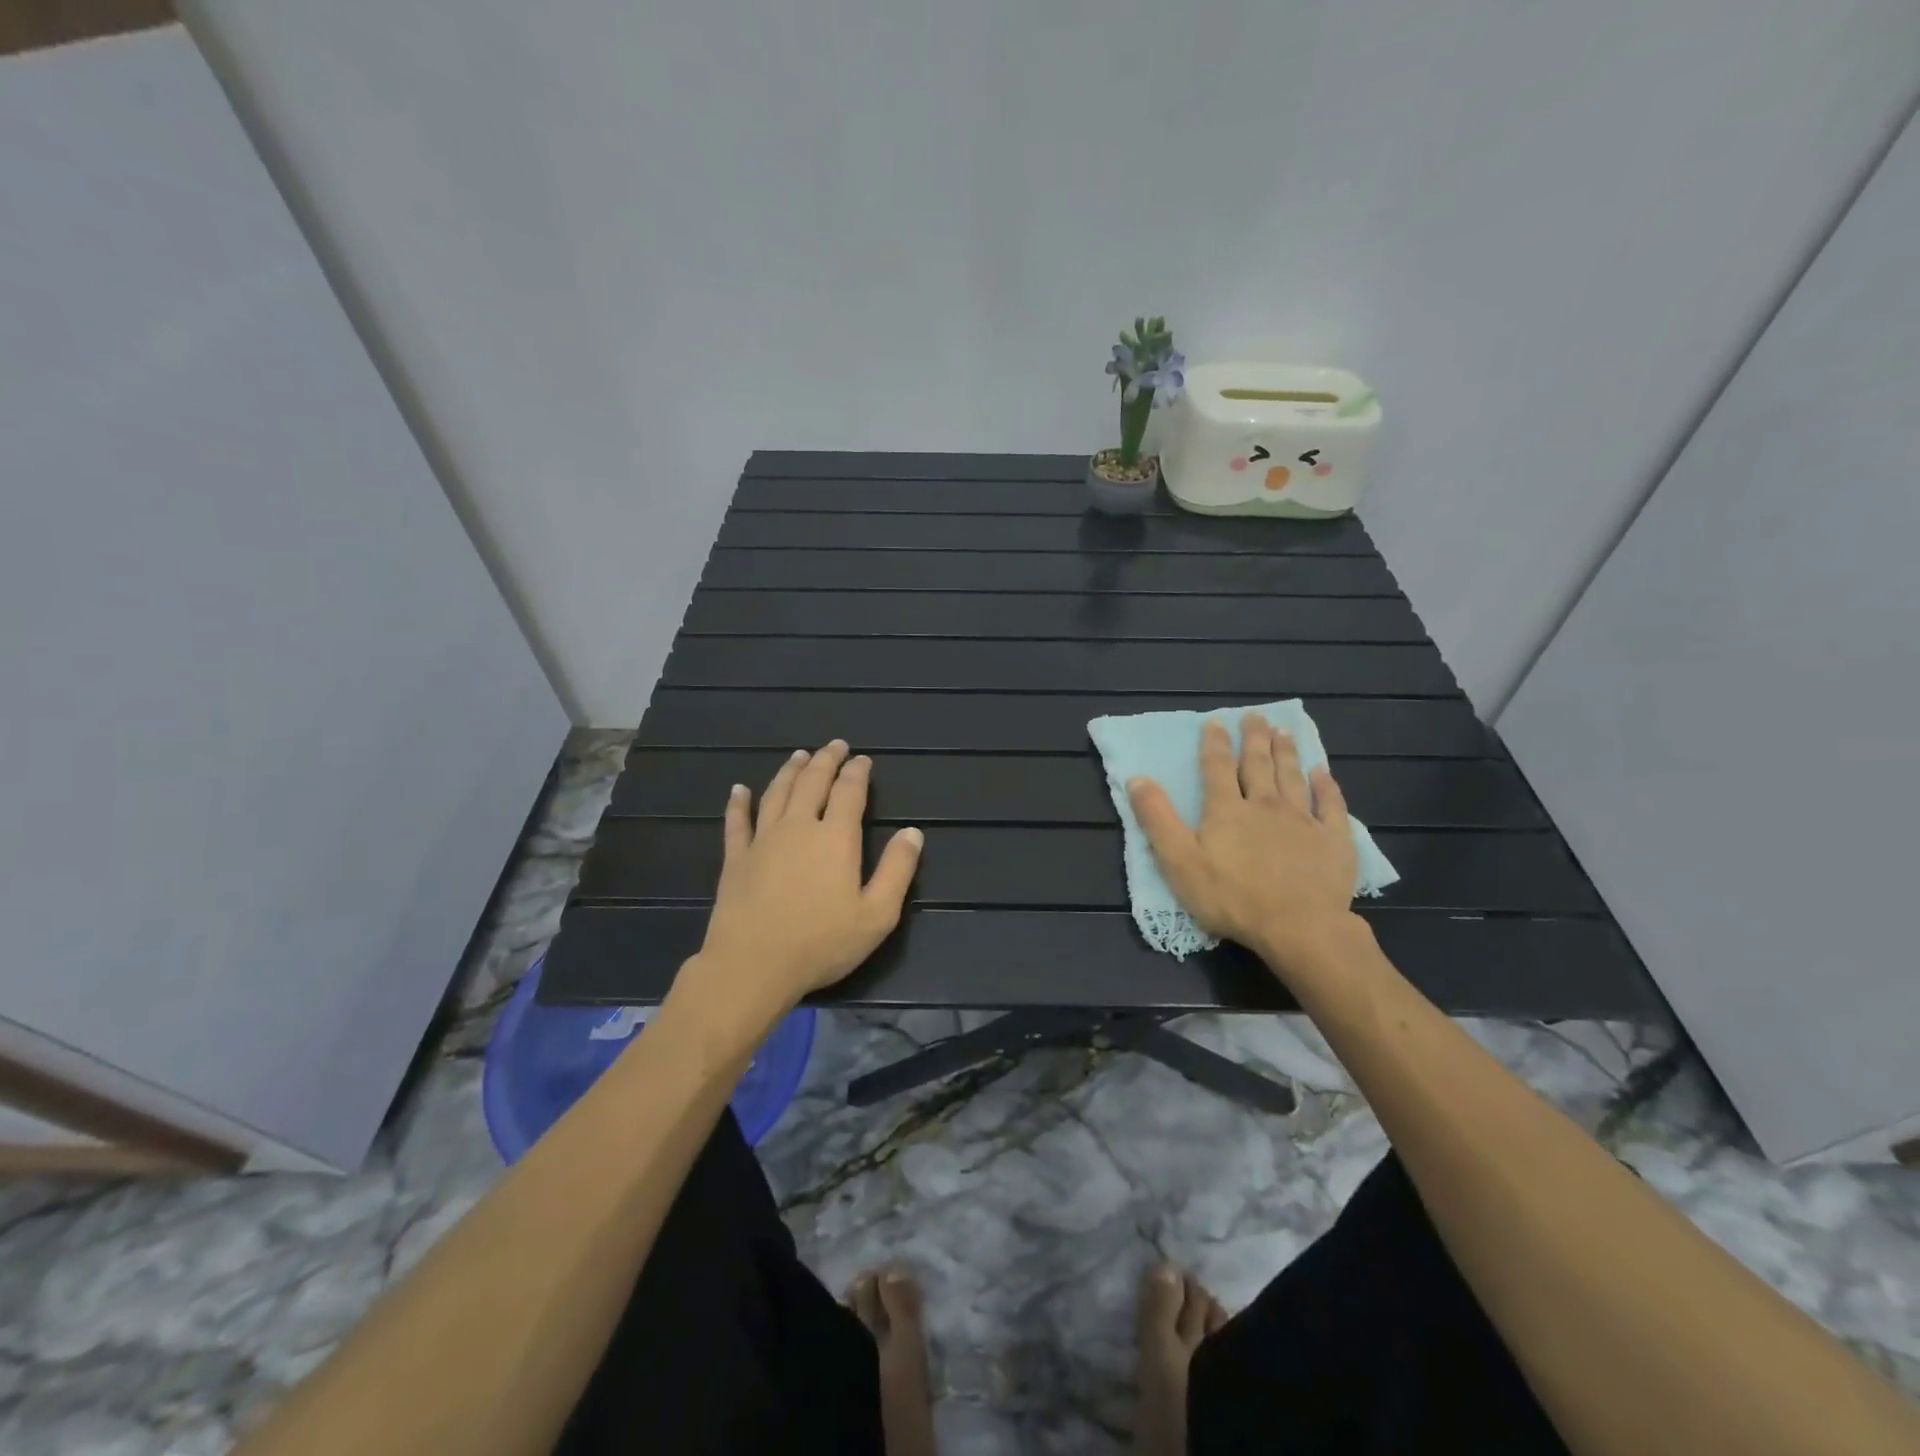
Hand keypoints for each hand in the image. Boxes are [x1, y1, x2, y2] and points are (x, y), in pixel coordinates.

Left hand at [679, 740, 922, 1038]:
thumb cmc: (821, 944)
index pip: (849, 792)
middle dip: (826, 760)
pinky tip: (739, 790)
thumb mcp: (877, 915)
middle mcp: (798, 827)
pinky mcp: (736, 858)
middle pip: (812, 782)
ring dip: (790, 771)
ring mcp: (763, 840)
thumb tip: (912, 832)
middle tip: (835, 745)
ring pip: (777, 793)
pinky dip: (739, 803)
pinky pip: (737, 822)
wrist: (752, 966)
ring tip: (799, 755)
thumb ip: (897, 870)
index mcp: (835, 838)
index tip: (862, 759)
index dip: (857, 772)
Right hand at [1127, 714, 1359, 977]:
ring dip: (1287, 752)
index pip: (1217, 767)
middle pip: (1258, 764)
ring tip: (1284, 732)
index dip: (1214, 743)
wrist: (1298, 927)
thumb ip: (1157, 819)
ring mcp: (1302, 820)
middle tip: (1256, 715)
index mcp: (1226, 810)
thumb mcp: (1178, 861)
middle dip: (1254, 738)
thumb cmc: (1231, 897)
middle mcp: (1265, 805)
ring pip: (1292, 777)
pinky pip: (1330, 804)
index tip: (1215, 721)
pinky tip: (1323, 772)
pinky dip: (1326, 786)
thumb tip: (1137, 779)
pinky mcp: (1333, 840)